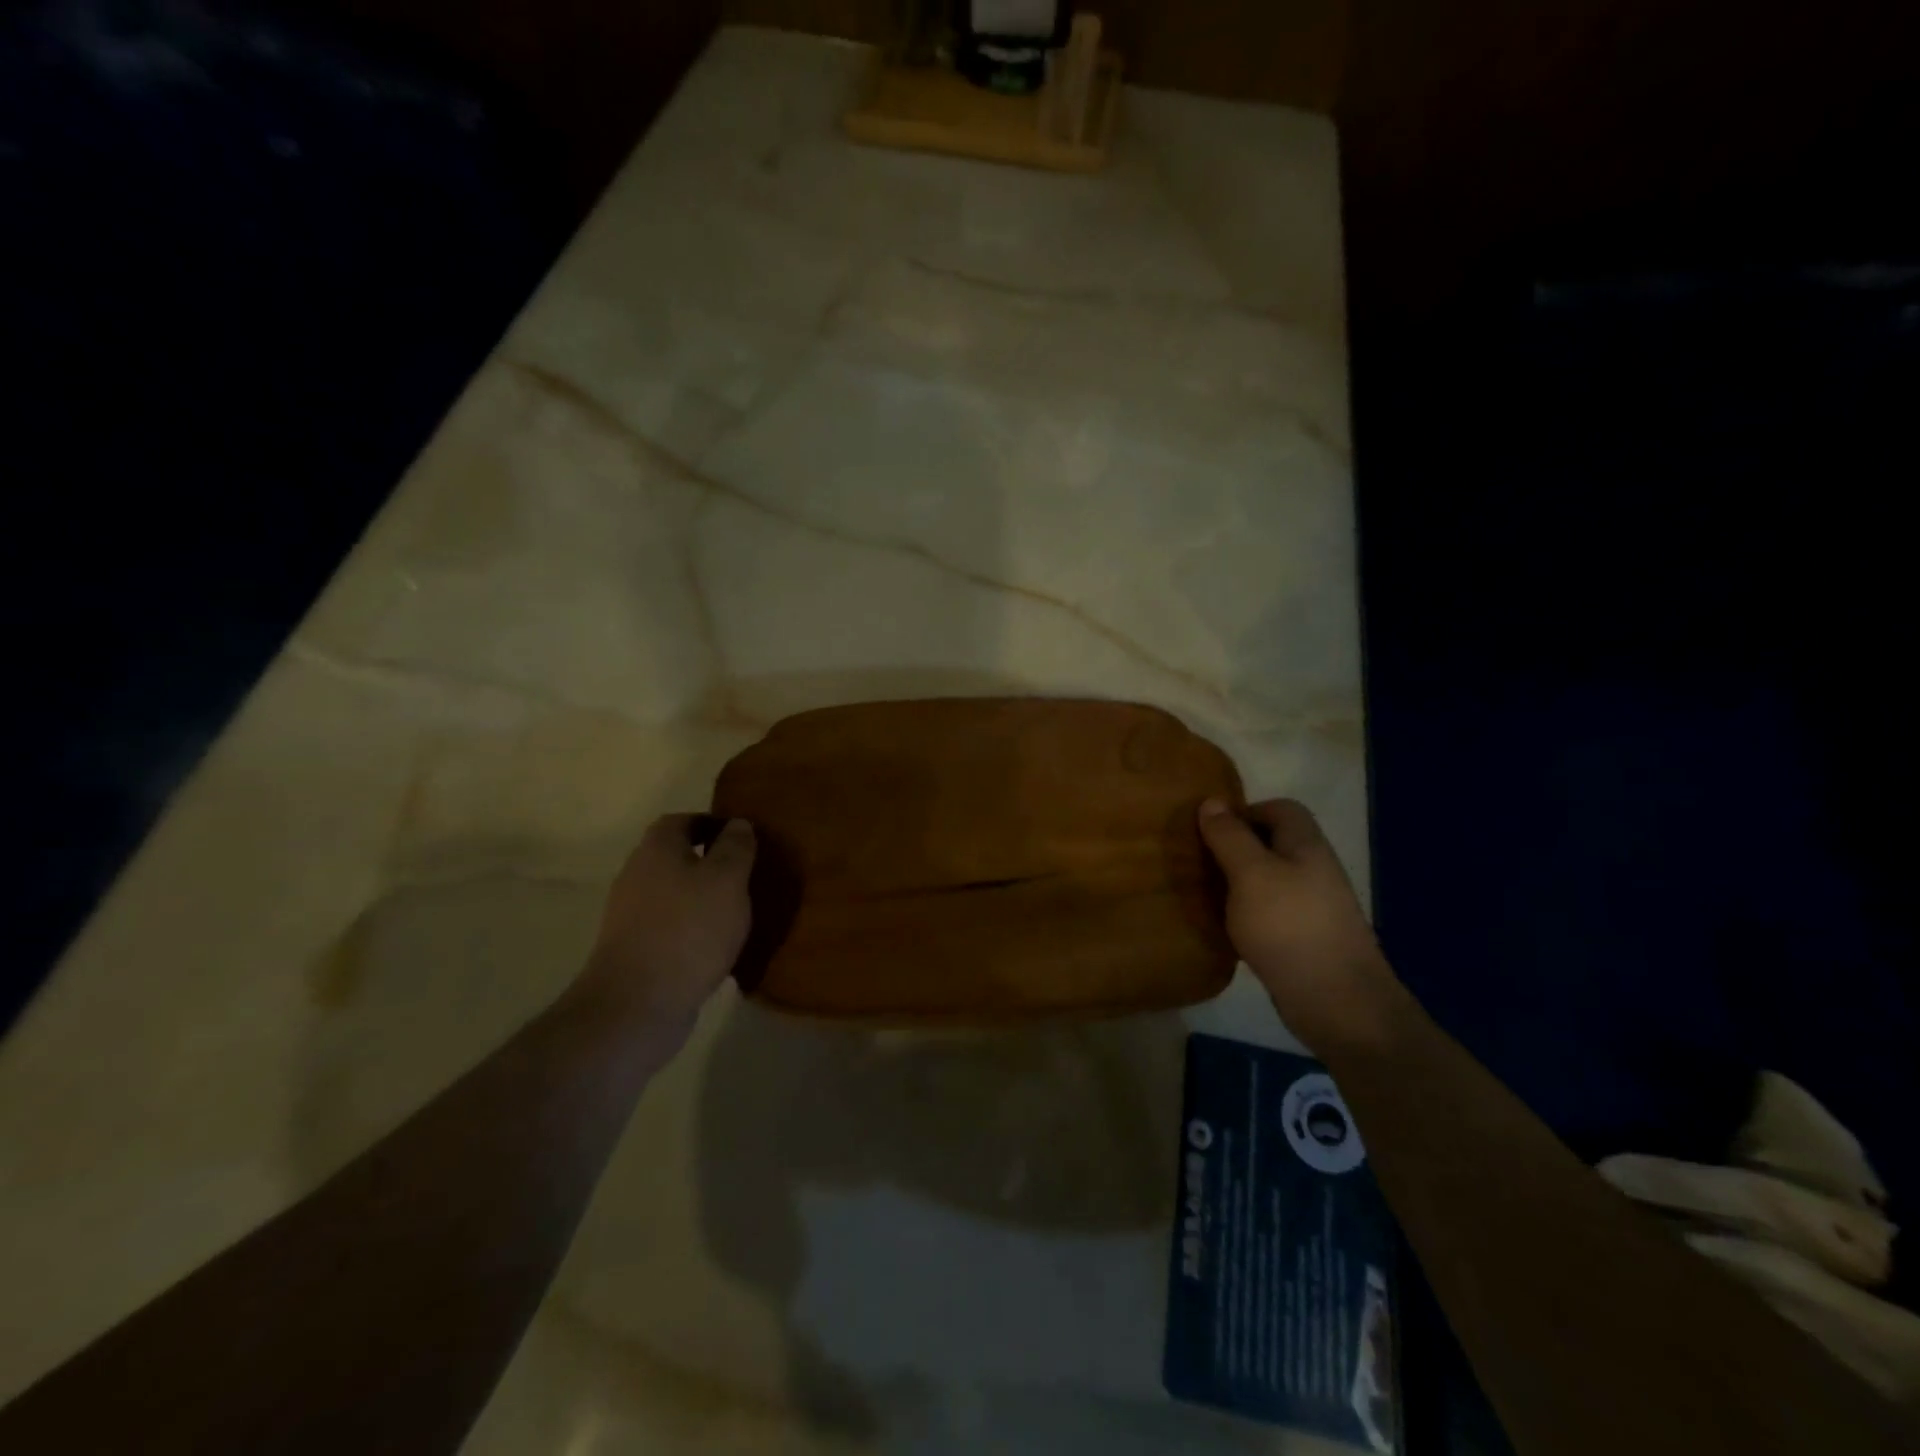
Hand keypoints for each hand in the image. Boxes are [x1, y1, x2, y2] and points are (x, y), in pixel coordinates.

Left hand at [571, 814, 755, 1030]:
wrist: (638, 1004)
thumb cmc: (689, 929)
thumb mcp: (727, 880)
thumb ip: (735, 848)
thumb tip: (737, 824)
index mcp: (656, 849)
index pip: (682, 820)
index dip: (711, 824)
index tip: (741, 838)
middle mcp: (636, 875)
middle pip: (674, 857)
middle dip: (707, 862)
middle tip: (744, 876)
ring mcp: (630, 915)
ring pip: (672, 893)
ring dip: (700, 897)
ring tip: (735, 912)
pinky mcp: (633, 949)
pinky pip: (668, 926)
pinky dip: (691, 928)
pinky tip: (715, 945)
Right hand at [1197, 798, 1394, 1048]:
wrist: (1337, 1001)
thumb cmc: (1289, 926)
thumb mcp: (1250, 874)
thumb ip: (1230, 837)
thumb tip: (1211, 801)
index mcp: (1306, 845)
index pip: (1280, 809)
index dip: (1245, 812)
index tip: (1210, 830)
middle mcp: (1314, 870)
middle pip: (1274, 844)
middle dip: (1237, 848)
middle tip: (1200, 862)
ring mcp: (1313, 907)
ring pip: (1270, 880)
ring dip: (1238, 883)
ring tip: (1206, 894)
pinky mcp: (1305, 939)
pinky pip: (1271, 913)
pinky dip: (1247, 914)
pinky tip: (1227, 928)